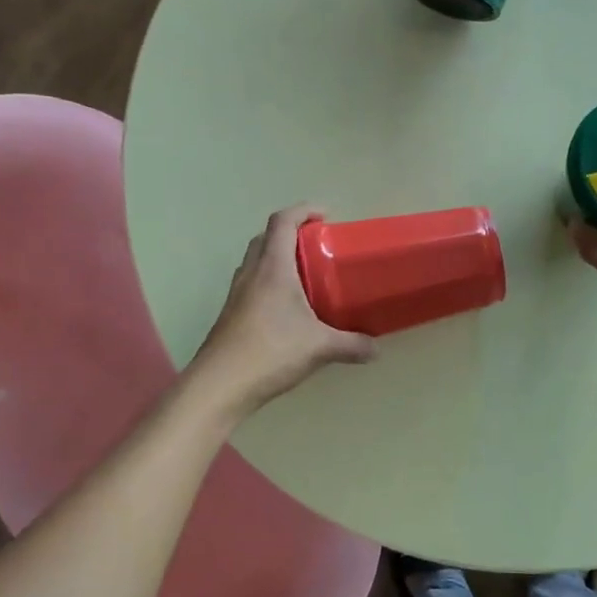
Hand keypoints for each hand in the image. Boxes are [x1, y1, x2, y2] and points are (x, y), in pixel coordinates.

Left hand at [190, 205, 376, 417]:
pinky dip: (269, 282)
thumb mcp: (320, 348)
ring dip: (277, 258)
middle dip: (290, 233)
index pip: (282, 222)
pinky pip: (251, 284)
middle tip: (317, 245)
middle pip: (265, 238)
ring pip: (255, 261)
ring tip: (305, 275)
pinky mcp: (231, 314)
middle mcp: (251, 274)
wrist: (220, 385)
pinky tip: (287, 309)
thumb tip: (376, 349)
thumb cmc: (271, 352)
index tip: (325, 216)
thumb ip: (352, 345)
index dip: (303, 211)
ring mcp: (237, 294)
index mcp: (272, 268)